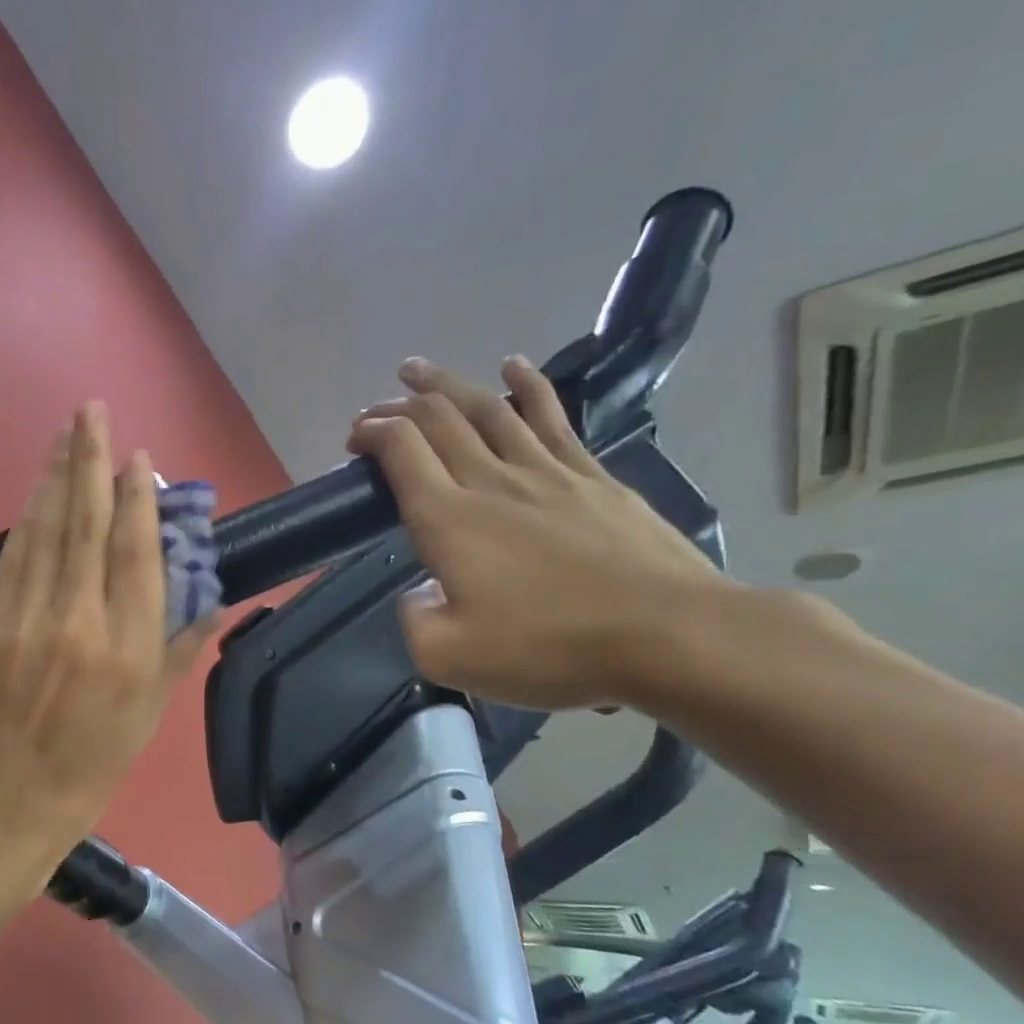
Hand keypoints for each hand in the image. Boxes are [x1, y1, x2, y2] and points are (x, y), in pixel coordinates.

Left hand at [0, 402, 214, 869]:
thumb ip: (177, 653)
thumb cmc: (85, 771)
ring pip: (44, 532)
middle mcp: (79, 623)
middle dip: (90, 462)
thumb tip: (210, 603)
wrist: (0, 808)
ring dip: (55, 478)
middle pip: (86, 526)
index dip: (137, 500)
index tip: (137, 459)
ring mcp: (26, 621)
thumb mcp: (146, 721)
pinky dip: (26, 520)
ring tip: (65, 435)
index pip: (135, 554)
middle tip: (91, 410)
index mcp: (128, 651)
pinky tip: (34, 493)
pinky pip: (13, 560)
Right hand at [347, 355, 727, 710]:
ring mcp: (546, 472)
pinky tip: (514, 366)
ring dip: (447, 384)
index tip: (355, 438)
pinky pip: (551, 417)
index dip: (372, 432)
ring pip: (487, 408)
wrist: (668, 633)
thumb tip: (419, 594)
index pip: (402, 450)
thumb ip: (414, 620)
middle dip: (398, 405)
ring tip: (418, 370)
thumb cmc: (550, 646)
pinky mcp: (592, 477)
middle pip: (439, 419)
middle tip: (375, 406)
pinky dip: (527, 386)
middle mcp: (491, 481)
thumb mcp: (449, 657)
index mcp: (449, 519)